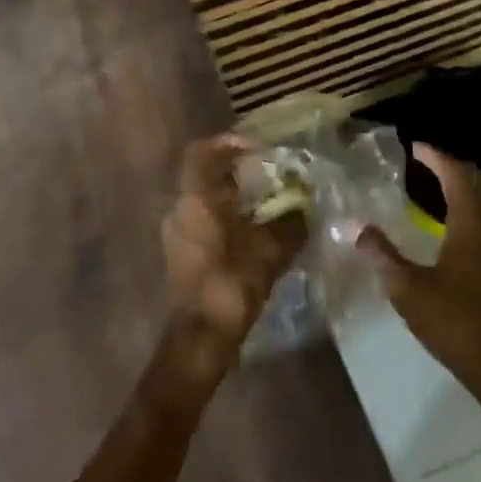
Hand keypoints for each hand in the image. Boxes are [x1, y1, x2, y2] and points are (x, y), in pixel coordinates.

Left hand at [154, 134, 306, 404]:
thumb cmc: (231, 283)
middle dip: (236, 173)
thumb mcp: (270, 250)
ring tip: (266, 209)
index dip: (228, 143)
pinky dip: (226, 221)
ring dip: (232, 200)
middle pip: (204, 176)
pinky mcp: (181, 256)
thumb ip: (289, 224)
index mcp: (196, 198)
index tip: (257, 149)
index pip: (201, 152)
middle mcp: (180, 209)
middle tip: (268, 179)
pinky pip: (203, 224)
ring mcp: (176, 234)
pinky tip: (252, 237)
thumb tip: (304, 210)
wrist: (201, 337)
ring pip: (204, 202)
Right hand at [358, 144, 480, 426]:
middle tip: (429, 168)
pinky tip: (463, 229)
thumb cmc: (458, 326)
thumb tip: (357, 229)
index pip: (457, 174)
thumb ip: (382, 257)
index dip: (436, 156)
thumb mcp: (409, 292)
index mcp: (473, 225)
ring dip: (474, 186)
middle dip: (458, 167)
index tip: (415, 148)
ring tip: (444, 192)